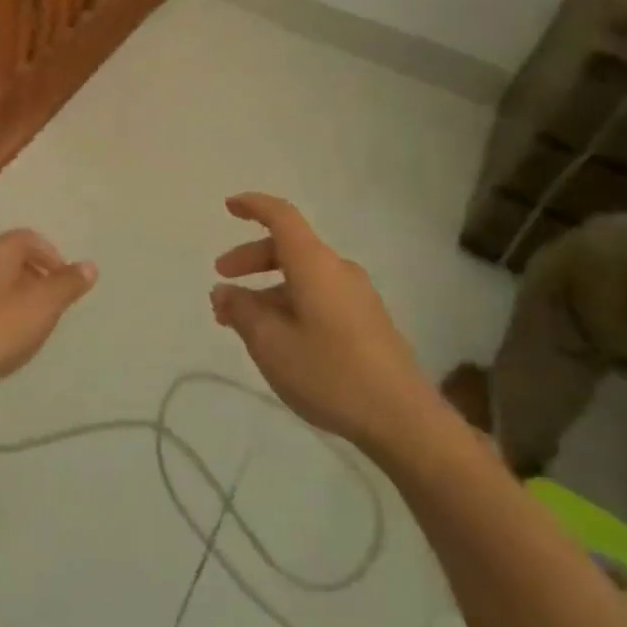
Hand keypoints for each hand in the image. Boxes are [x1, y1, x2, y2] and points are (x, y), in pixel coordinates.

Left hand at [0, 230, 96, 403]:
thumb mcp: (43, 305)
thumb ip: (67, 284)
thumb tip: (89, 265)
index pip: (28, 238)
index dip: (52, 256)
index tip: (65, 284)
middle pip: (8, 258)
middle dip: (33, 276)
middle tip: (50, 304)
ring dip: (13, 296)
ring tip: (29, 324)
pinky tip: (0, 340)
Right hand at [210, 193, 445, 455]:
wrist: (404, 420)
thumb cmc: (330, 373)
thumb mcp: (271, 344)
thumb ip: (241, 311)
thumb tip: (224, 291)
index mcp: (315, 264)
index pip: (282, 217)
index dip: (253, 206)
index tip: (228, 207)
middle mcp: (338, 270)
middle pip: (289, 248)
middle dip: (251, 259)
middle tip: (222, 279)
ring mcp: (358, 296)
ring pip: (303, 276)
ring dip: (269, 288)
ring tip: (244, 322)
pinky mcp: (368, 322)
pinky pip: (320, 296)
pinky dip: (291, 303)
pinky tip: (280, 339)